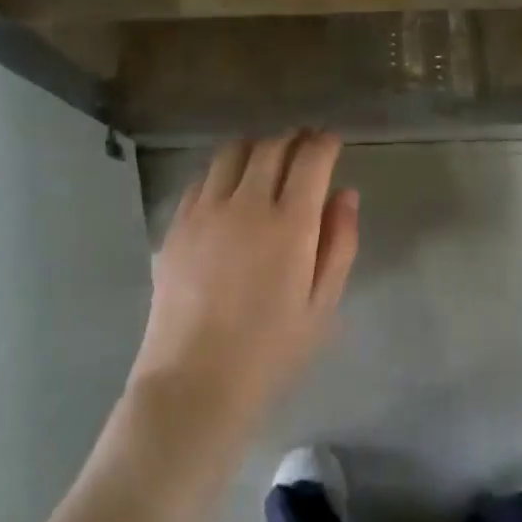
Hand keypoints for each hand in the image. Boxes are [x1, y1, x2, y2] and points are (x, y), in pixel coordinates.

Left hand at [127, 132, 359, 447]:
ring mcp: (205, 211)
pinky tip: (228, 190)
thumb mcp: (322, 305)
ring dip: (256, 147)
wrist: (195, 382)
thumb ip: (339, 243)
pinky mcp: (176, 225)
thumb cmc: (271, 350)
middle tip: (304, 146)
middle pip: (271, 147)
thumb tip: (345, 194)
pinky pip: (201, 179)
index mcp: (290, 224)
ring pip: (232, 153)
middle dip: (293, 139)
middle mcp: (246, 204)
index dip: (324, 143)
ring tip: (266, 160)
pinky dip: (222, 172)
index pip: (311, 159)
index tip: (331, 141)